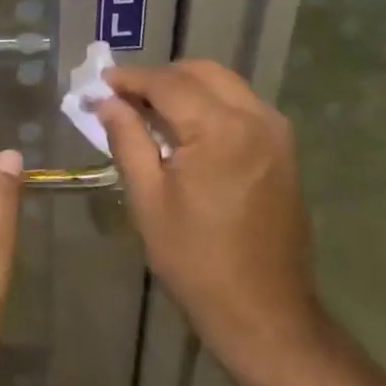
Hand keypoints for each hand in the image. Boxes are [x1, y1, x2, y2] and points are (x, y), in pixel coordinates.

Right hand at [93, 61, 319, 356]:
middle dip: (160, 77)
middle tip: (124, 98)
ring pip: (225, 84)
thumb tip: (106, 102)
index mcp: (220, 129)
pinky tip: (186, 130)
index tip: (100, 83)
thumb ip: (127, 140)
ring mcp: (277, 133)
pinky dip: (211, 104)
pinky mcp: (285, 150)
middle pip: (202, 72)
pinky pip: (243, 106)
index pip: (168, 83)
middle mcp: (256, 118)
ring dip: (187, 88)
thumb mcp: (148, 200)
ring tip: (151, 113)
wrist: (265, 313)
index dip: (130, 79)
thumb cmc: (197, 261)